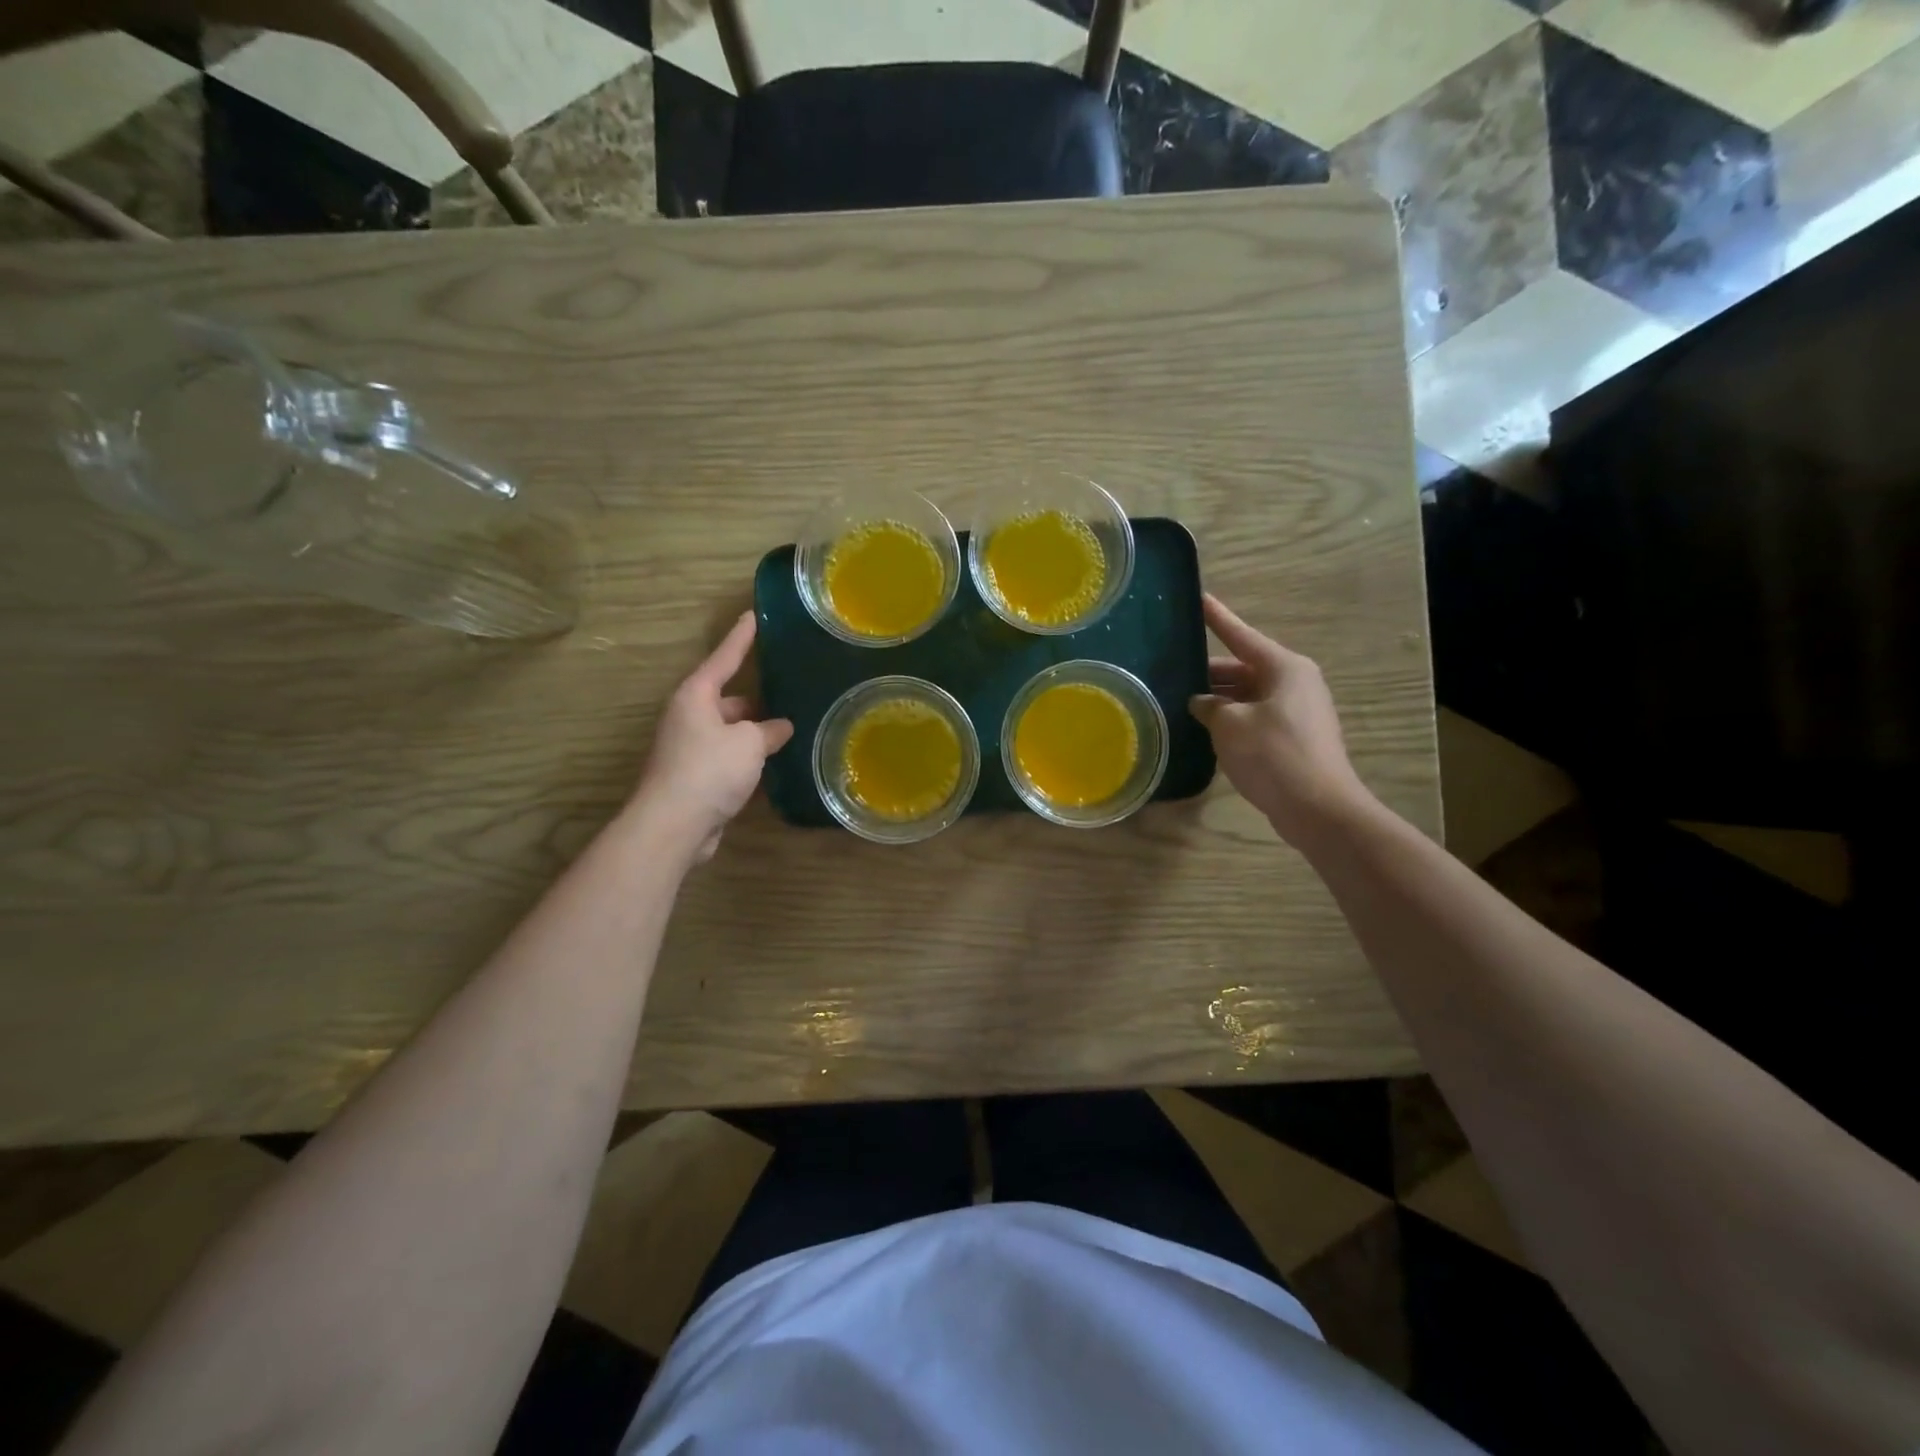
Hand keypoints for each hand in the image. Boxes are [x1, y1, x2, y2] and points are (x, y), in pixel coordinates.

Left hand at [632, 612, 793, 863]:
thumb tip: (781, 728)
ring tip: (788, 730)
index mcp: (695, 696)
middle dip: (755, 699)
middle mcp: (688, 717)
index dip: (741, 638)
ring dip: (753, 733)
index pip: (724, 658)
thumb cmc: (709, 769)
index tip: (753, 615)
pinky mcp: (694, 778)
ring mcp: (689, 749)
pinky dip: (747, 759)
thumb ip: (768, 730)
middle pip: (727, 699)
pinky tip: (772, 764)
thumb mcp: (749, 742)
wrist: (673, 825)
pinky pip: (727, 758)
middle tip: (787, 692)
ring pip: (728, 731)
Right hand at [1189, 593, 1374, 845]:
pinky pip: (1256, 717)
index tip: (1200, 598)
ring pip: (1248, 695)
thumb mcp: (1230, 725)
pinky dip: (1233, 720)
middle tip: (1173, 672)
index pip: (1241, 635)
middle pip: (1244, 668)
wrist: (1319, 808)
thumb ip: (1210, 707)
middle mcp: (1294, 682)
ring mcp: (1297, 711)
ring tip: (1182, 703)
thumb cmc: (1274, 755)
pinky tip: (1206, 731)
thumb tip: (1202, 703)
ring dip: (1219, 700)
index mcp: (1283, 668)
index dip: (1217, 618)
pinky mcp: (1295, 737)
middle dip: (1210, 673)